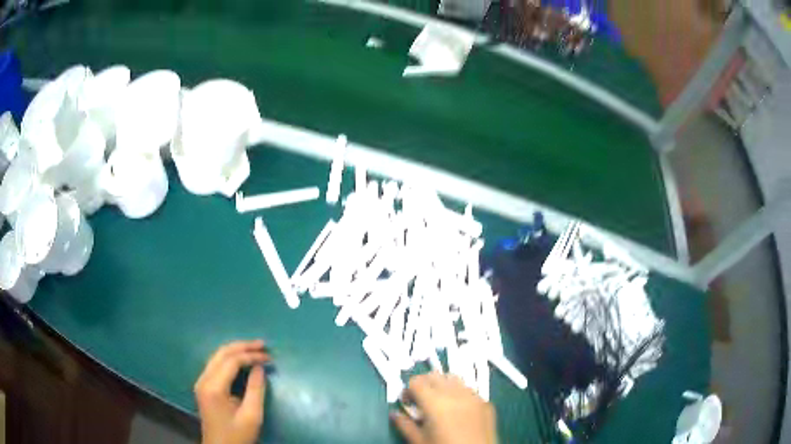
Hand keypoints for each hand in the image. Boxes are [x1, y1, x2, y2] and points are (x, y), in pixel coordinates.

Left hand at [195, 340, 269, 443]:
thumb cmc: (237, 435)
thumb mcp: (252, 416)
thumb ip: (256, 389)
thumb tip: (260, 367)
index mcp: (213, 387)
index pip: (231, 361)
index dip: (250, 356)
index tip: (269, 358)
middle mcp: (203, 380)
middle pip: (221, 354)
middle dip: (242, 346)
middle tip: (263, 345)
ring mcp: (201, 382)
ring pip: (217, 357)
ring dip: (236, 351)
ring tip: (255, 349)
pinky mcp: (204, 387)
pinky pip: (216, 365)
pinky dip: (230, 359)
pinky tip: (242, 360)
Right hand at [391, 372, 496, 443]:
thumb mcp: (418, 441)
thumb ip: (404, 425)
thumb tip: (395, 414)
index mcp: (436, 403)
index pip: (416, 381)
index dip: (407, 391)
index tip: (407, 403)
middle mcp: (456, 394)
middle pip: (434, 376)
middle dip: (424, 385)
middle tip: (420, 402)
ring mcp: (475, 397)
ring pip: (454, 379)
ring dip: (443, 386)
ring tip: (439, 404)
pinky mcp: (487, 403)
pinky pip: (469, 390)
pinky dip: (459, 394)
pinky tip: (457, 411)